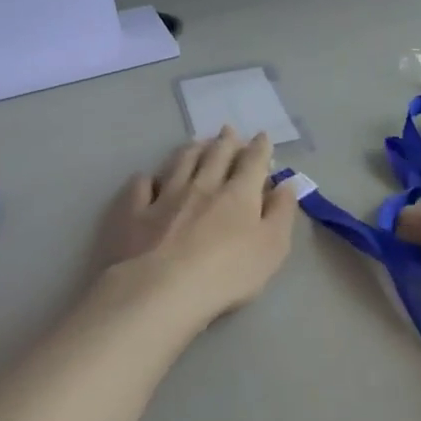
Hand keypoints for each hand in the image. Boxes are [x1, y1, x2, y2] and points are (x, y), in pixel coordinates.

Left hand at [96, 126, 299, 326]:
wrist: (164, 289)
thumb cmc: (228, 273)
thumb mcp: (272, 247)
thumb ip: (281, 213)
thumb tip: (285, 185)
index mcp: (238, 194)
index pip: (253, 162)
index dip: (260, 148)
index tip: (262, 137)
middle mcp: (202, 185)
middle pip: (215, 156)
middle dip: (225, 141)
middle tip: (228, 131)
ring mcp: (165, 196)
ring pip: (180, 163)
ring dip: (191, 150)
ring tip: (196, 143)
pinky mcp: (135, 213)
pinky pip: (140, 187)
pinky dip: (145, 180)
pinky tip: (146, 179)